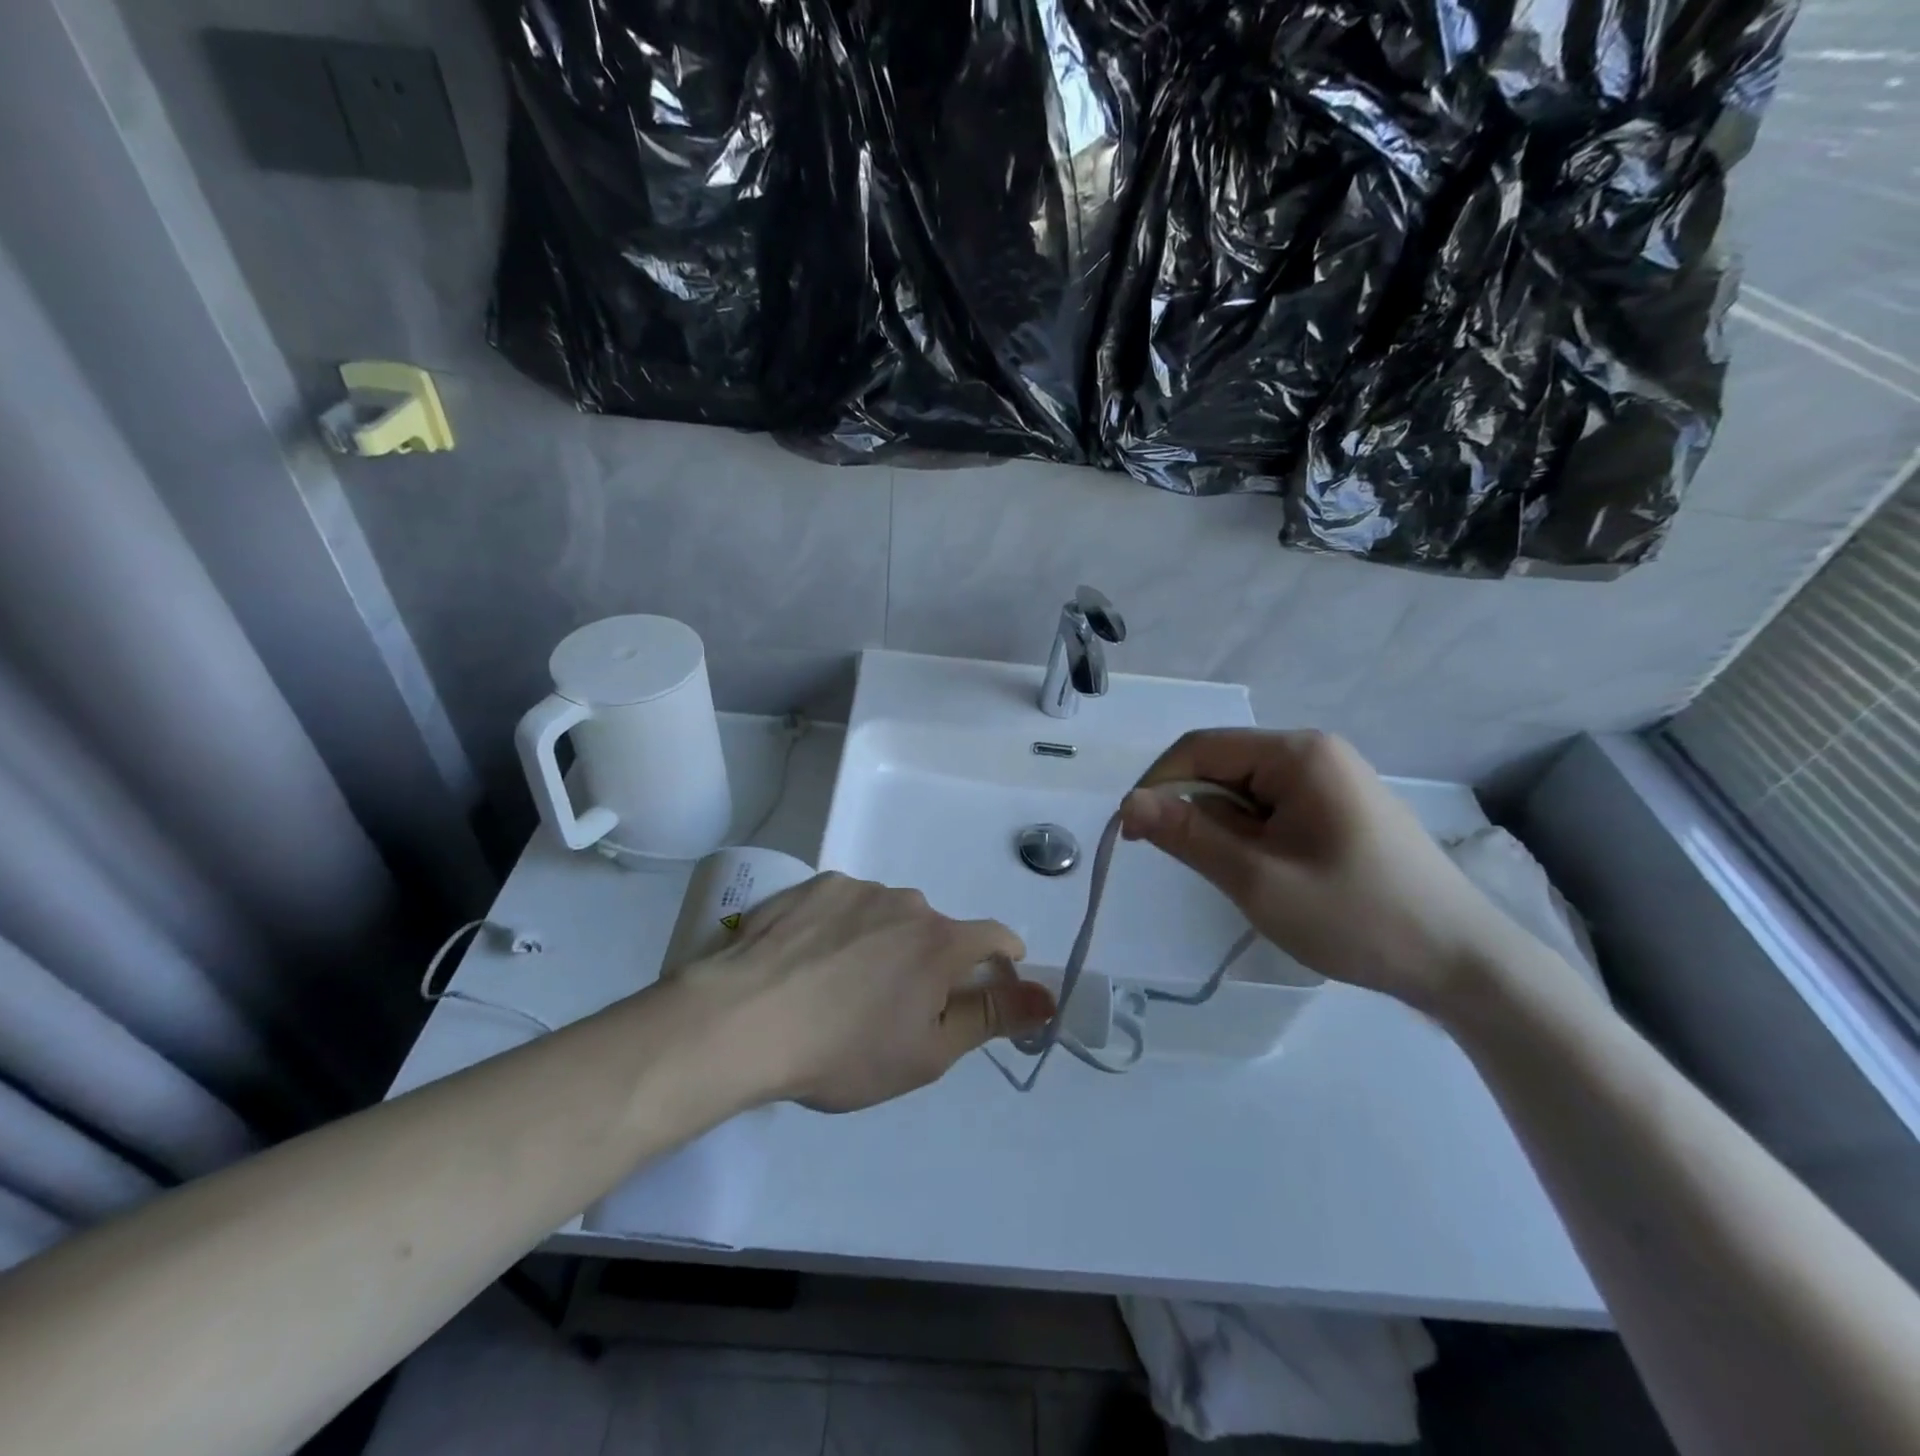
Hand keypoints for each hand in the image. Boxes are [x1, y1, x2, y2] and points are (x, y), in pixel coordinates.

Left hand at [684, 873, 1053, 1112]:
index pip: (995, 936)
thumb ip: (992, 1017)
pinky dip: (841, 928)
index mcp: (940, 941)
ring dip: (881, 942)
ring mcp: (856, 887)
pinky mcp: (813, 885)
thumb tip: (1049, 994)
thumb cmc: (844, 1051)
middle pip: (934, 929)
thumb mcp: (928, 1051)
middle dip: (928, 961)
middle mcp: (905, 901)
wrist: (742, 1021)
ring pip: (887, 915)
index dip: (1001, 962)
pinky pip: (845, 904)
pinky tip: (807, 961)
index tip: (985, 988)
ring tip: (838, 986)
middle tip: (891, 1006)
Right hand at [1121, 729, 1517, 1015]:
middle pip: (1223, 767)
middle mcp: (1315, 752)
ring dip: (1225, 830)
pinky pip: (1272, 808)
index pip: (1199, 748)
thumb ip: (1188, 834)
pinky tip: (1266, 874)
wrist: (1463, 962)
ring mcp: (1332, 780)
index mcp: (1298, 753)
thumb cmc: (1357, 915)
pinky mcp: (1340, 808)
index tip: (1132, 835)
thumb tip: (1128, 803)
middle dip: (1195, 813)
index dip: (1157, 785)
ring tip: (1241, 878)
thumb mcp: (1258, 879)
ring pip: (1245, 792)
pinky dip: (1251, 837)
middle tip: (1196, 867)